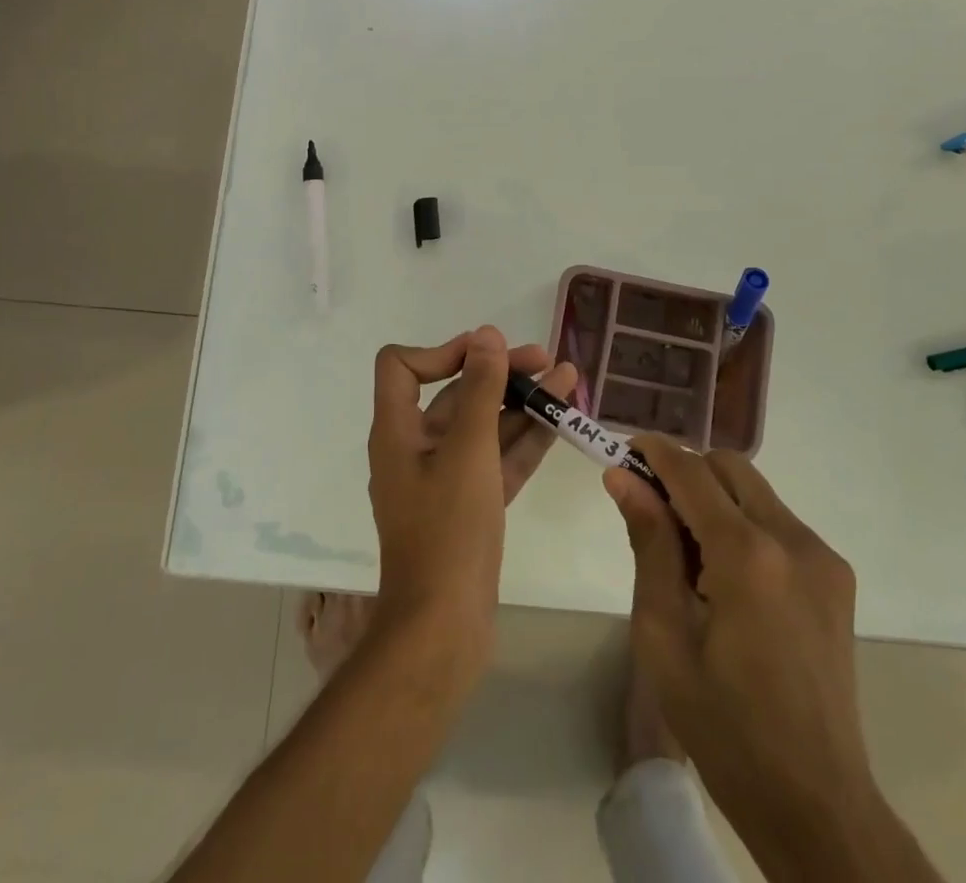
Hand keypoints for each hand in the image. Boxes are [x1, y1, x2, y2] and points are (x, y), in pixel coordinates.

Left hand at [368, 327, 573, 672]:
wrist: (443, 630)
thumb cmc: (448, 530)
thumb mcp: (467, 451)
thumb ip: (479, 390)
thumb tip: (485, 335)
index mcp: (397, 431)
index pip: (402, 366)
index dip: (442, 351)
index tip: (487, 354)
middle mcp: (415, 448)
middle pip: (454, 393)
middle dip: (499, 373)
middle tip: (547, 360)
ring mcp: (443, 480)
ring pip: (483, 427)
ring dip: (521, 403)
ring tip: (568, 380)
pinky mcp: (469, 506)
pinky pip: (496, 460)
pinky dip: (524, 440)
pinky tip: (560, 421)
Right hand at [606, 442, 916, 876]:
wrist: (816, 804)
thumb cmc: (724, 727)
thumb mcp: (663, 636)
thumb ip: (648, 544)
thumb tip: (622, 478)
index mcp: (747, 556)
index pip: (692, 472)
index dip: (654, 452)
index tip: (623, 451)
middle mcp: (793, 540)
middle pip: (729, 468)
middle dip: (686, 471)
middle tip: (650, 509)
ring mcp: (822, 558)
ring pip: (755, 491)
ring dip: (715, 498)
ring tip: (687, 555)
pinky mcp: (836, 578)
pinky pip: (778, 522)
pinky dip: (743, 524)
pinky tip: (725, 578)